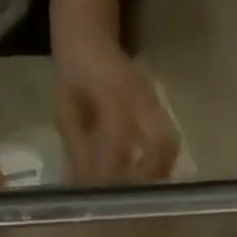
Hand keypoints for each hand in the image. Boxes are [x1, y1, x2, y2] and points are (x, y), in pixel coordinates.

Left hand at [53, 39, 178, 184]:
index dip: (112, 172)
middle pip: (161, 142)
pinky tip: (145, 177)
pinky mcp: (157, 107)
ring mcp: (152, 101)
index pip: (119, 140)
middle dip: (151, 175)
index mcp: (111, 96)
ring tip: (143, 190)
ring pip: (169, 142)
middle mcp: (139, 98)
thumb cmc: (73, 81)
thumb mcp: (66, 115)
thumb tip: (81, 192)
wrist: (88, 40)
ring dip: (160, 171)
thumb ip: (76, 153)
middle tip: (135, 197)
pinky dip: (160, 162)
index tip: (105, 196)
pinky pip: (166, 138)